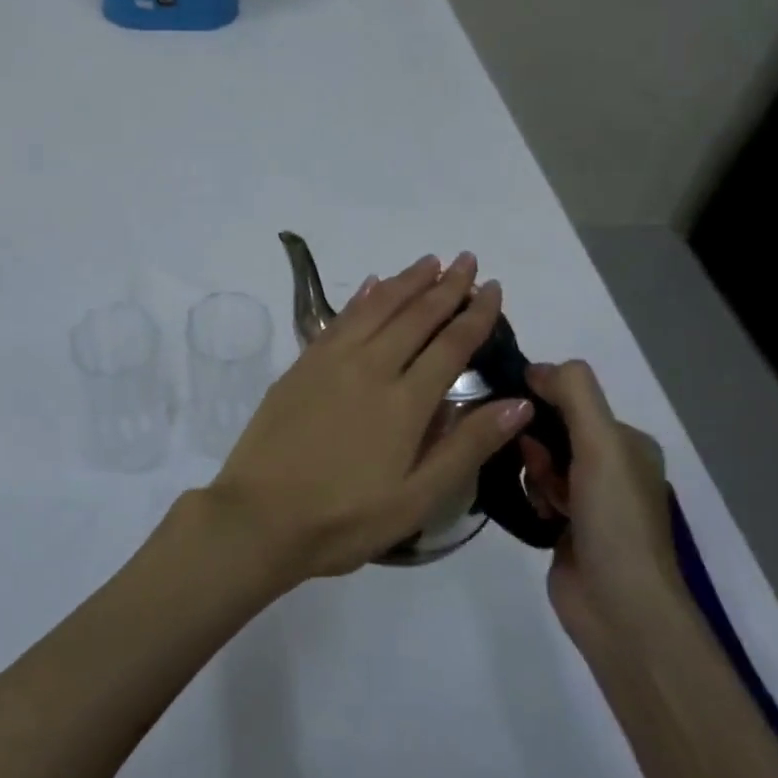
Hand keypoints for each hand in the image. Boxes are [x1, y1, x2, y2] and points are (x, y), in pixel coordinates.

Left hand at [205, 252, 533, 583]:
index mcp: (404, 402)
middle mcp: (370, 368)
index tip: (492, 287)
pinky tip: (373, 285)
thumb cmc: (344, 518)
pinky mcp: (302, 365)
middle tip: (466, 259)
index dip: (475, 314)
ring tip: (429, 262)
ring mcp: (331, 362)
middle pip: (415, 316)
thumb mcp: (417, 499)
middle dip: (445, 286)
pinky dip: (361, 298)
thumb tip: (518, 403)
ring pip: (377, 308)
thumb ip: (467, 447)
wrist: (259, 516)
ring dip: (406, 282)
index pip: (451, 345)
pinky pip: (339, 319)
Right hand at [520, 360, 680, 641]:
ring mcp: (588, 500)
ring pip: (539, 462)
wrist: (621, 609)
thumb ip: (574, 394)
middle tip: (543, 471)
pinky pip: (533, 492)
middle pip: (552, 430)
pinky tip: (537, 514)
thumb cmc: (615, 520)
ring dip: (534, 475)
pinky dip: (530, 497)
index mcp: (628, 443)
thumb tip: (536, 368)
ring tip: (545, 502)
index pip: (574, 399)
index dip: (544, 402)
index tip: (522, 416)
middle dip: (538, 446)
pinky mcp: (565, 527)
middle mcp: (610, 467)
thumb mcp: (602, 444)